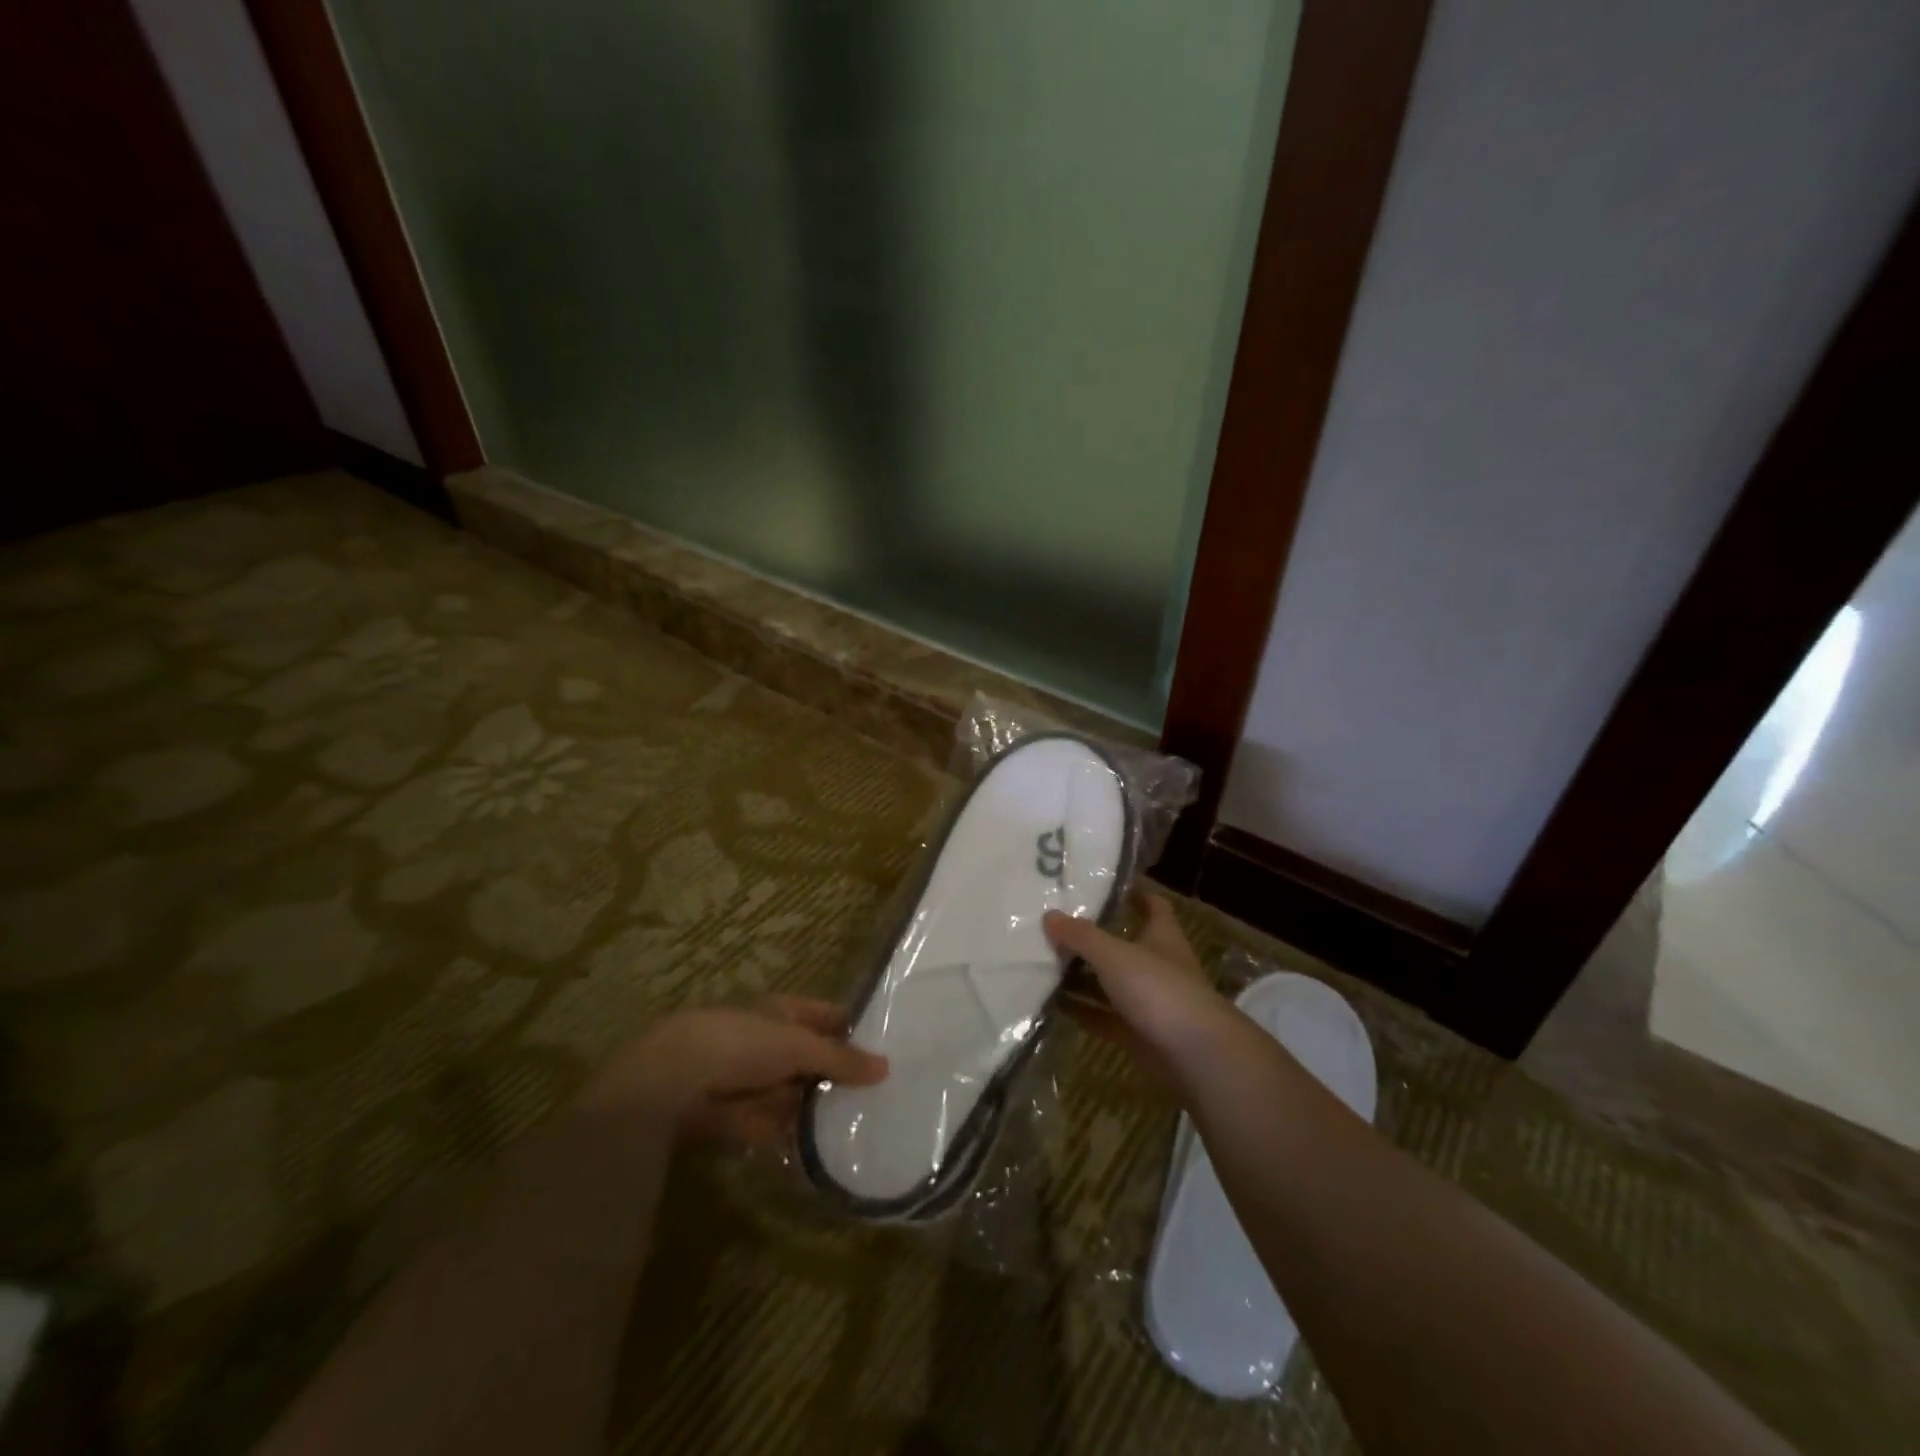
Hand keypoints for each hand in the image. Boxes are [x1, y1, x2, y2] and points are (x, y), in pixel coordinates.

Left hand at [581, 998, 887, 1145]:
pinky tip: (824, 1150)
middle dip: (839, 1076)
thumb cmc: (742, 1043)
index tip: (886, 1050)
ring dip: (819, 1109)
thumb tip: (885, 1067)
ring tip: (861, 1127)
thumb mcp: (799, 1045)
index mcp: (782, 1012)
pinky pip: (774, 1125)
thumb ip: (840, 1059)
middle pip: (812, 1059)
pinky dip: (793, 1135)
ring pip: (795, 1094)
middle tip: (881, 1096)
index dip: (853, 1030)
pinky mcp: (737, 1117)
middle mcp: (768, 1042)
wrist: (674, 1079)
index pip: (826, 1017)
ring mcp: (751, 1080)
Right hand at [1044, 891, 1242, 1086]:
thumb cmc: (1160, 990)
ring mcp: (1150, 1002)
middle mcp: (1158, 965)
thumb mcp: (1115, 955)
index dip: (1134, 893)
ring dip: (1083, 976)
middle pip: (1124, 945)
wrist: (1196, 1056)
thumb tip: (1049, 915)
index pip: (1152, 905)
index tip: (1105, 886)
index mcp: (1162, 936)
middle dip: (1094, 937)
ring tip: (1045, 962)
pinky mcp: (1139, 1034)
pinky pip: (1104, 1017)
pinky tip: (1053, 1004)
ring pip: (1111, 983)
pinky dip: (1082, 1010)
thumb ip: (1081, 936)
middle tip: (1056, 925)